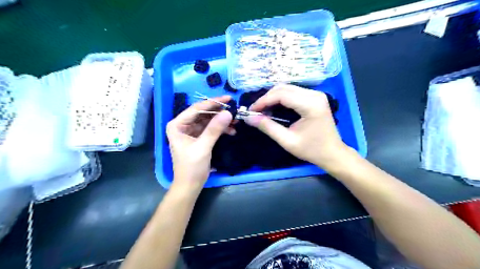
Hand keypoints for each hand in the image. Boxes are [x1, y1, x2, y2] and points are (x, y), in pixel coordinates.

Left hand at [167, 96, 233, 192]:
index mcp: (177, 125)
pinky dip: (220, 129)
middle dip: (219, 113)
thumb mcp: (203, 147)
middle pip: (203, 114)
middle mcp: (183, 125)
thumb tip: (228, 113)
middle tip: (234, 110)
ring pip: (208, 121)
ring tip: (236, 121)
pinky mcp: (198, 138)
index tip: (228, 98)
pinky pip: (210, 129)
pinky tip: (231, 131)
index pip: (196, 109)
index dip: (213, 103)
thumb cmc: (191, 167)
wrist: (190, 185)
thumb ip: (214, 129)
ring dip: (221, 121)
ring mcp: (191, 131)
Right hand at [246, 85, 350, 169]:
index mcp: (310, 104)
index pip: (281, 95)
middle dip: (266, 98)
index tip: (251, 110)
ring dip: (272, 97)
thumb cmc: (312, 150)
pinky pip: (293, 92)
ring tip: (262, 110)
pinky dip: (280, 98)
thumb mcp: (287, 141)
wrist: (333, 153)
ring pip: (287, 88)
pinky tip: (274, 107)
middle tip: (255, 111)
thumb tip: (249, 118)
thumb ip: (268, 127)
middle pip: (284, 88)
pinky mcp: (315, 97)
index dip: (263, 101)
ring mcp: (316, 94)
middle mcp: (314, 94)